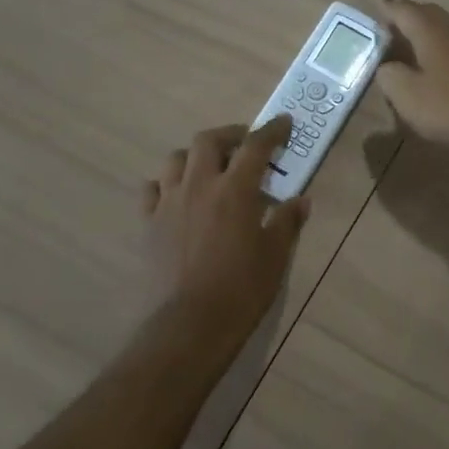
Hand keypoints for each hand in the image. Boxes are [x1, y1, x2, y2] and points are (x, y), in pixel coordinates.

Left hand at [141, 117, 310, 346]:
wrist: (188, 325)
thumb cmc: (241, 290)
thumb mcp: (275, 256)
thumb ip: (288, 222)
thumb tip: (300, 201)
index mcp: (234, 190)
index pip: (255, 146)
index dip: (272, 131)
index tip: (284, 123)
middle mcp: (198, 185)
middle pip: (208, 141)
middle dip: (230, 135)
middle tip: (245, 144)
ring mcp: (168, 203)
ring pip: (176, 159)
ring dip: (195, 156)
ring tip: (209, 168)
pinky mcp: (148, 224)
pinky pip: (153, 189)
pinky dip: (167, 184)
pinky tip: (177, 196)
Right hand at [373, 0, 448, 151]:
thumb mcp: (409, 96)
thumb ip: (390, 77)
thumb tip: (386, 66)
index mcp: (430, 31)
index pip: (402, 9)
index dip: (385, 9)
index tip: (373, 9)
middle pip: (426, 14)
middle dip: (406, 17)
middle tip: (388, 27)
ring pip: (443, 31)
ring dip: (425, 35)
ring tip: (408, 49)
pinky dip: (440, 52)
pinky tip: (436, 70)